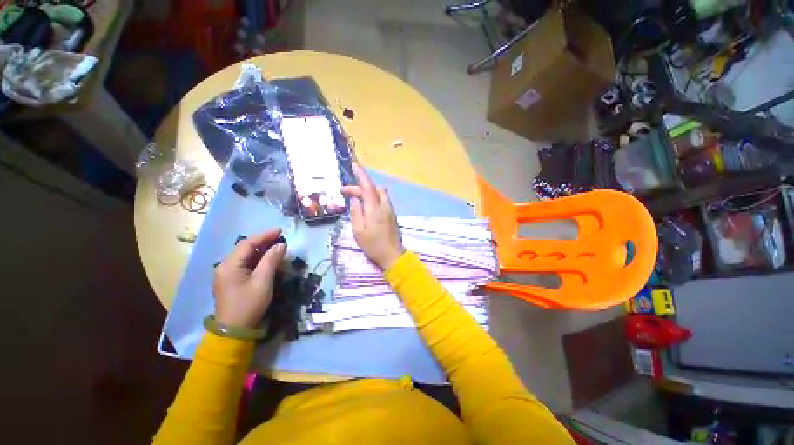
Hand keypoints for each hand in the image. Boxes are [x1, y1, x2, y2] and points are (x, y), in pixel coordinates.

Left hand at [213, 230, 286, 328]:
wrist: (235, 331)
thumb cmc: (249, 304)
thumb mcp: (263, 281)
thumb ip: (271, 260)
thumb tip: (281, 245)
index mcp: (229, 266)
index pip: (247, 244)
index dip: (264, 236)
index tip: (280, 231)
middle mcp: (225, 267)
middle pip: (245, 248)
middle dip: (263, 242)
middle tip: (281, 238)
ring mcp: (227, 274)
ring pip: (246, 256)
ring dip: (261, 250)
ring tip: (277, 247)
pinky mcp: (232, 280)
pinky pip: (245, 264)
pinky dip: (258, 259)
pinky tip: (268, 259)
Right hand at [341, 163, 404, 268]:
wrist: (392, 255)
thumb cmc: (373, 245)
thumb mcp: (358, 231)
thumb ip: (356, 212)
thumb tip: (354, 199)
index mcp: (374, 209)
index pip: (368, 187)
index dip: (361, 174)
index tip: (354, 165)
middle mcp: (384, 206)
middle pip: (373, 188)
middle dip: (359, 186)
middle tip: (345, 192)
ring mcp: (389, 209)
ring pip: (379, 193)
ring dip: (367, 191)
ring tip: (355, 197)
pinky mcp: (392, 214)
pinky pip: (382, 199)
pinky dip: (373, 197)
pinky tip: (366, 205)